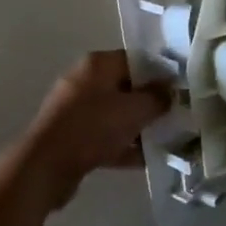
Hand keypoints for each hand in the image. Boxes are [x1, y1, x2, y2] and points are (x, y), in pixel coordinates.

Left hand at [10, 51, 170, 211]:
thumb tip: (170, 90)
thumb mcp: (134, 110)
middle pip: (125, 87)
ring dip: (137, 126)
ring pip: (114, 114)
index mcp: (97, 64)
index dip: (159, 73)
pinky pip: (103, 136)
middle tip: (174, 116)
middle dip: (149, 102)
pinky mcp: (71, 136)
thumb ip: (156, 98)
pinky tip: (145, 161)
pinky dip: (122, 145)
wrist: (46, 165)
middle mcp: (84, 80)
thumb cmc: (93, 127)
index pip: (135, 59)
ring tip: (165, 140)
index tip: (178, 90)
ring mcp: (75, 109)